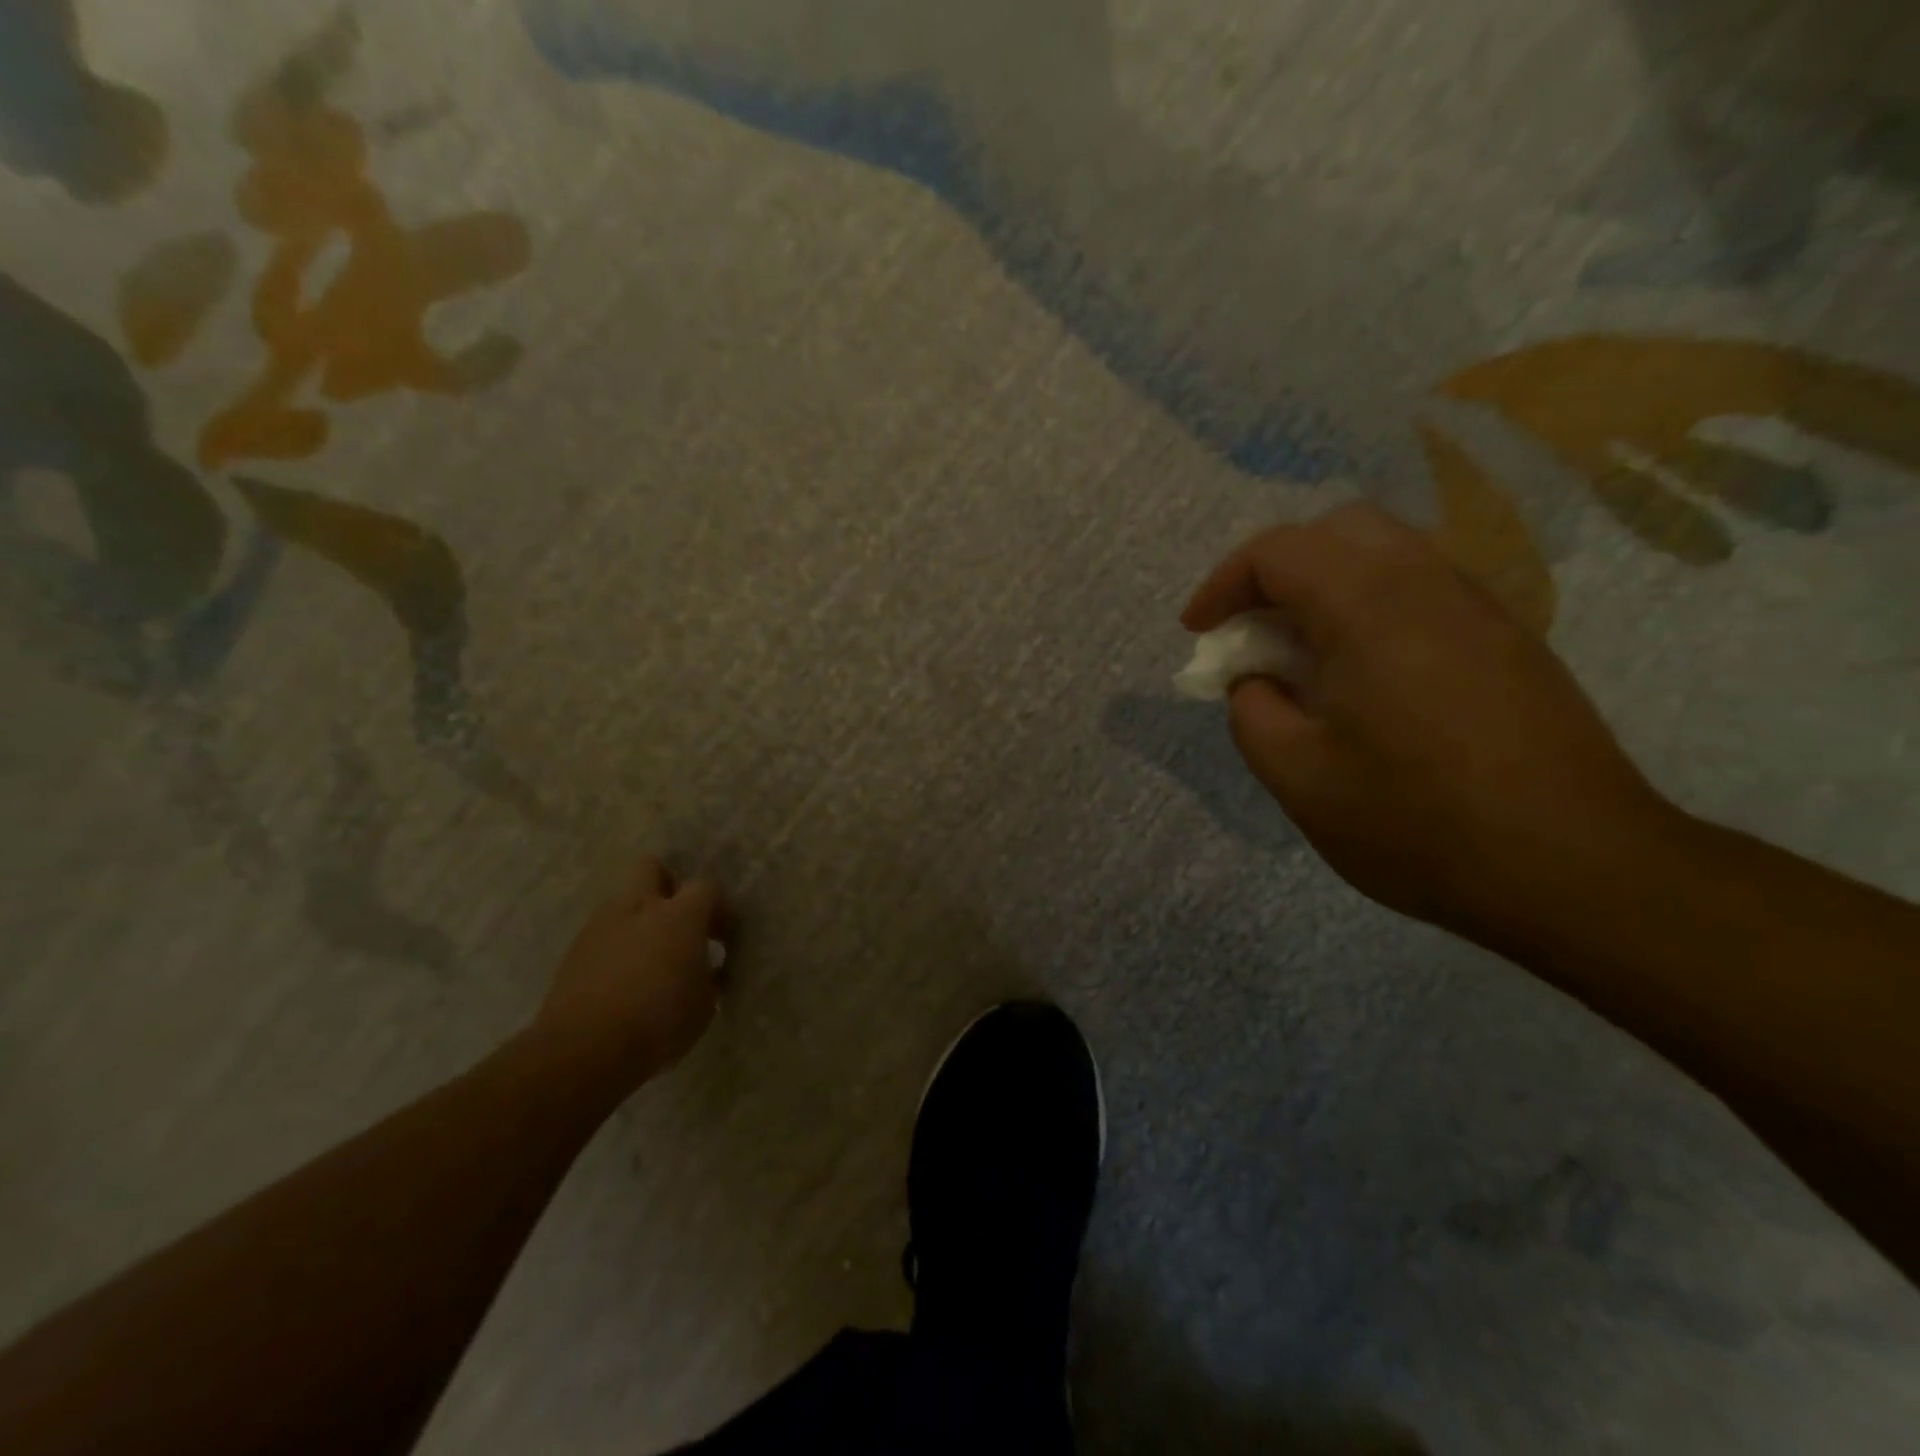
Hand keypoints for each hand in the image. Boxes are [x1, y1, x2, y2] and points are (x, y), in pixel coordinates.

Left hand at [534, 857, 725, 1088]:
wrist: (583, 1051)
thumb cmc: (659, 1022)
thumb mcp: (704, 1004)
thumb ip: (709, 976)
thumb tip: (707, 969)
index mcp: (679, 915)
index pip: (707, 887)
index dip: (719, 909)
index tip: (723, 939)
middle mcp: (639, 908)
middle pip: (651, 867)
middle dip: (667, 885)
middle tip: (678, 920)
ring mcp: (600, 927)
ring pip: (622, 902)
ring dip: (639, 920)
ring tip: (649, 957)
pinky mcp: (574, 952)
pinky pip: (602, 935)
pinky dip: (616, 947)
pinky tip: (623, 979)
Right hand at [1182, 503, 1680, 941]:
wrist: (1575, 868)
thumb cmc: (1417, 822)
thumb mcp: (1298, 777)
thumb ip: (1252, 710)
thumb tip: (1257, 679)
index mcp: (1370, 608)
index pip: (1279, 551)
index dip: (1223, 583)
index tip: (1199, 633)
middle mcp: (1430, 585)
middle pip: (1339, 531)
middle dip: (1277, 571)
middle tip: (1252, 630)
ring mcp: (1480, 609)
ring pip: (1386, 555)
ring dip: (1326, 587)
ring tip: (1302, 656)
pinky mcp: (1509, 640)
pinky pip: (1422, 590)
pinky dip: (1370, 607)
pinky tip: (1363, 676)